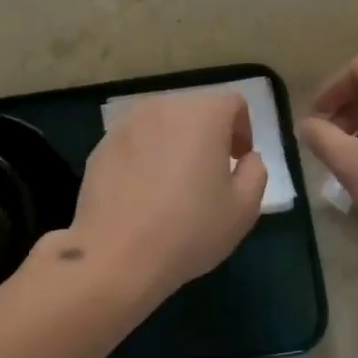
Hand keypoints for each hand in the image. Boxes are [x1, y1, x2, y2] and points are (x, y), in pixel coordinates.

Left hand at [64, 93, 267, 303]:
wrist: (116, 253)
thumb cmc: (189, 229)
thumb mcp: (244, 208)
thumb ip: (255, 172)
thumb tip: (246, 158)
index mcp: (203, 114)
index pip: (232, 104)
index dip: (242, 129)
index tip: (238, 161)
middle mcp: (164, 107)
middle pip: (195, 110)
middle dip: (208, 135)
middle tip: (209, 174)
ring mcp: (127, 124)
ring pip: (162, 125)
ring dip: (174, 144)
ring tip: (173, 184)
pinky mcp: (102, 144)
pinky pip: (135, 142)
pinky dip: (145, 157)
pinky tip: (142, 194)